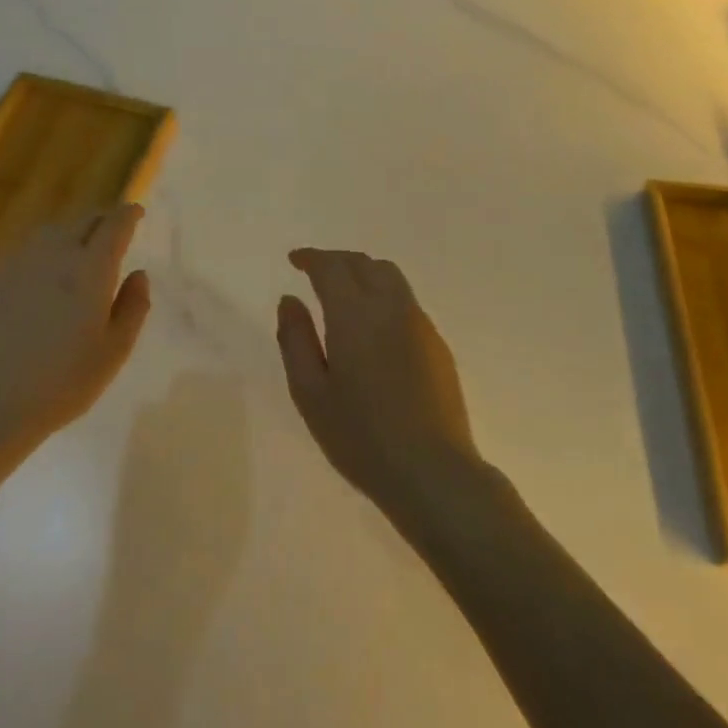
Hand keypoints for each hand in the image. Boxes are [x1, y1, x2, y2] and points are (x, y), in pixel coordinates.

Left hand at [0, 205, 152, 462]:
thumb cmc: (64, 382)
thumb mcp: (114, 351)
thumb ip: (133, 306)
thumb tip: (139, 273)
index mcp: (90, 270)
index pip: (114, 225)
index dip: (128, 214)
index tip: (136, 212)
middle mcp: (54, 255)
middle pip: (81, 221)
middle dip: (101, 221)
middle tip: (112, 232)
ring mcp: (16, 264)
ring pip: (50, 233)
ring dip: (70, 234)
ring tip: (77, 251)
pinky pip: (23, 253)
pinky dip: (41, 255)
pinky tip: (40, 280)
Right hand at [275, 249, 484, 517]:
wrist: (431, 470)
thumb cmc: (360, 436)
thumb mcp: (310, 393)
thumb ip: (295, 340)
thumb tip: (289, 300)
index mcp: (355, 315)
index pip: (332, 267)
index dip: (311, 258)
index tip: (294, 260)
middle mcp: (391, 308)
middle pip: (365, 263)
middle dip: (337, 260)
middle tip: (315, 271)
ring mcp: (420, 324)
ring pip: (391, 277)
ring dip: (363, 273)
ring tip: (343, 291)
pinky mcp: (438, 344)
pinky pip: (406, 302)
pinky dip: (383, 295)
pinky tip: (372, 325)